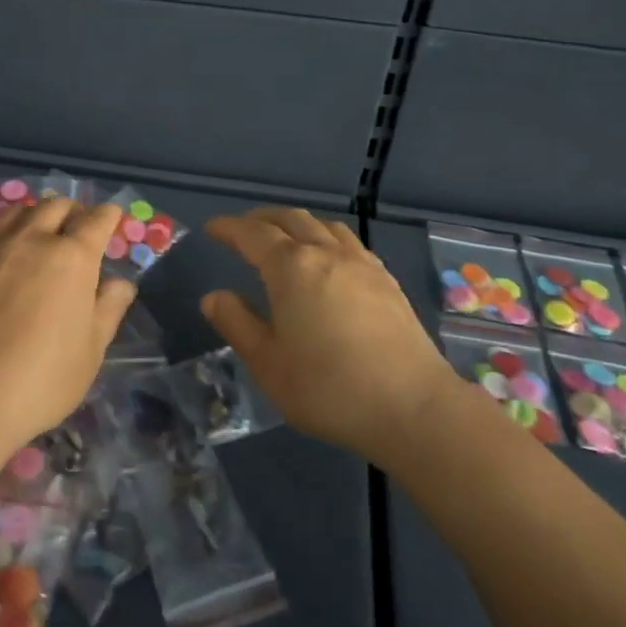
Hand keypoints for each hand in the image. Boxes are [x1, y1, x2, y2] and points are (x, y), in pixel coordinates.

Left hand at [0, 200, 136, 450]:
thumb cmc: (39, 380)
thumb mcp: (90, 352)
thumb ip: (108, 309)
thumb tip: (121, 283)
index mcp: (72, 257)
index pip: (97, 220)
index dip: (108, 216)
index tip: (111, 218)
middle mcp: (32, 238)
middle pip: (56, 206)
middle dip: (72, 213)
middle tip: (75, 232)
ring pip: (19, 211)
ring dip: (36, 216)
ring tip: (37, 235)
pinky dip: (3, 228)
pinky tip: (1, 248)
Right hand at [202, 209, 454, 462]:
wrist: (413, 407)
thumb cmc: (328, 388)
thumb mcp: (268, 363)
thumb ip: (237, 324)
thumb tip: (214, 297)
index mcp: (291, 268)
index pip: (252, 234)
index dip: (229, 228)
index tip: (212, 228)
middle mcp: (326, 253)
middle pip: (290, 219)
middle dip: (262, 219)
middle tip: (243, 230)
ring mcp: (362, 265)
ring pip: (324, 226)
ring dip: (297, 224)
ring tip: (285, 238)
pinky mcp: (387, 282)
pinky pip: (349, 243)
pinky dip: (326, 238)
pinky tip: (329, 260)